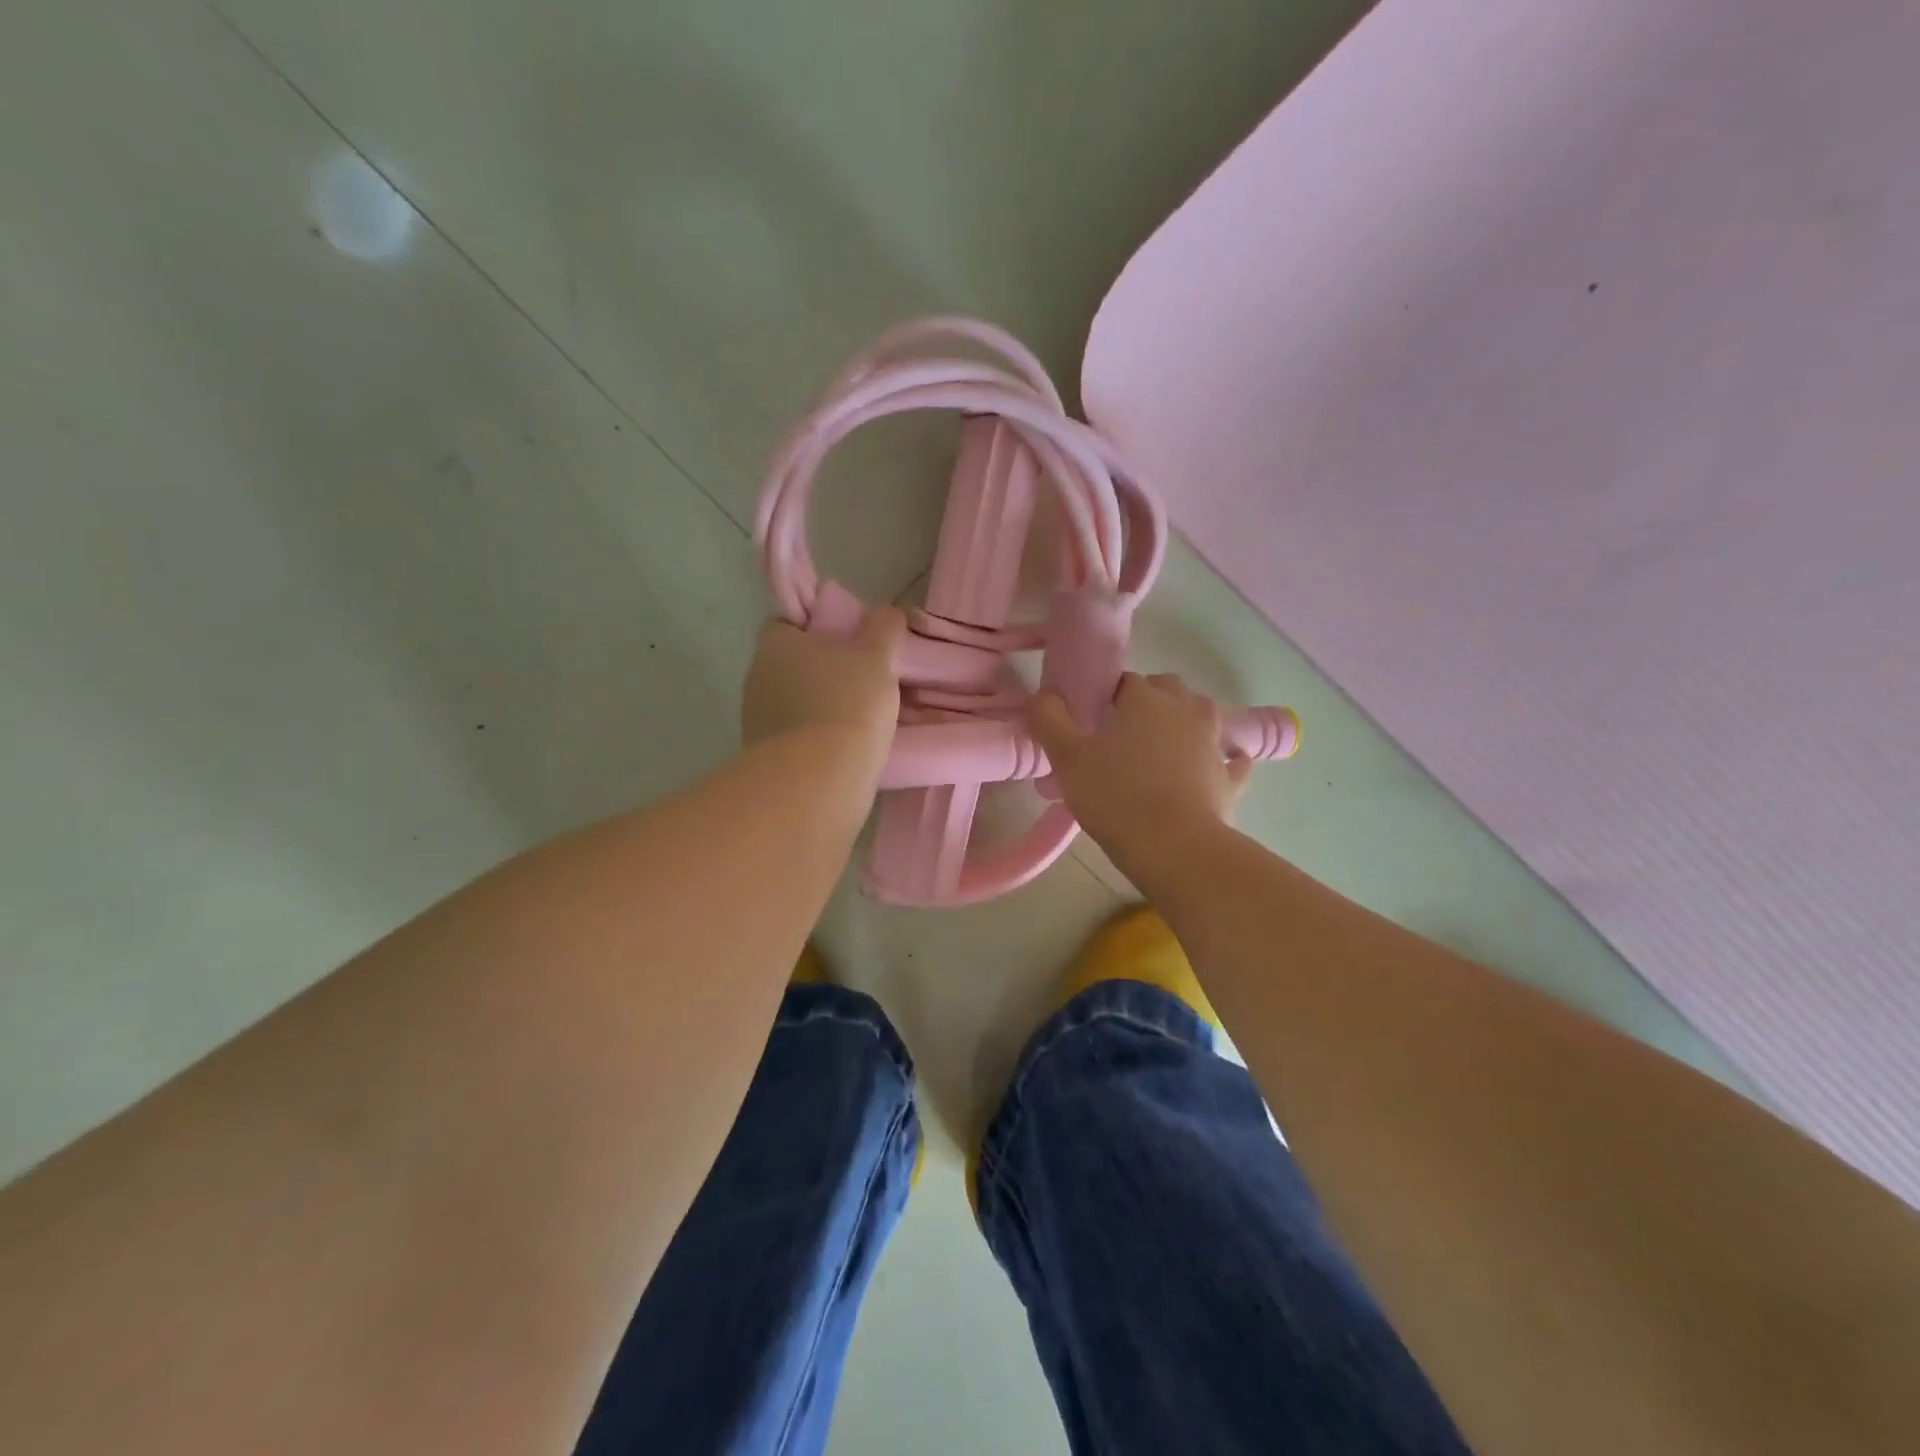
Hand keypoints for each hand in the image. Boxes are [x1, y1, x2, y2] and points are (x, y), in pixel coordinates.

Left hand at [742, 607, 905, 766]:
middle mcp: (757, 676)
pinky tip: (844, 749)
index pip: (788, 624)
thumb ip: (883, 628)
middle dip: (822, 671)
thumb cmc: (847, 705)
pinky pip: (794, 737)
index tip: (849, 643)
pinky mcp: (764, 757)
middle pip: (792, 665)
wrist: (816, 782)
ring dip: (819, 707)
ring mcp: (756, 719)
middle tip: (862, 681)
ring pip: (793, 702)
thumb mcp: (877, 658)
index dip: (818, 629)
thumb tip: (886, 613)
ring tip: (860, 721)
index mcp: (776, 644)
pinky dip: (815, 739)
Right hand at [1028, 672, 1252, 869]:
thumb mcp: (1067, 758)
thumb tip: (1044, 694)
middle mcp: (1184, 710)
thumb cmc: (1115, 796)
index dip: (1105, 696)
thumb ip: (1049, 720)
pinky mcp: (1229, 778)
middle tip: (1123, 728)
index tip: (1091, 719)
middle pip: (1168, 688)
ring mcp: (1212, 743)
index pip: (1124, 681)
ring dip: (1187, 717)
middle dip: (1149, 698)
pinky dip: (1226, 757)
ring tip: (1165, 740)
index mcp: (1145, 699)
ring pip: (1204, 713)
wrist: (1173, 847)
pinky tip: (1219, 764)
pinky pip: (1232, 759)